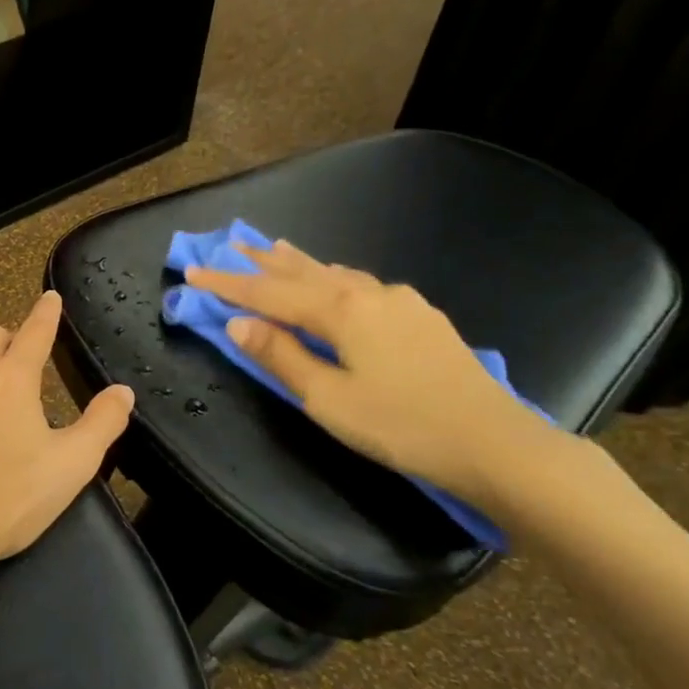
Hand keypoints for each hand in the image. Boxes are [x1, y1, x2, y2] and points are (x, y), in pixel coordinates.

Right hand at [184, 240, 558, 503]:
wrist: (495, 444)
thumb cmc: (400, 425)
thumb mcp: (327, 398)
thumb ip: (281, 356)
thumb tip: (239, 324)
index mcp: (341, 310)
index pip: (268, 293)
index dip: (227, 284)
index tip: (193, 272)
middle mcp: (369, 293)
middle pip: (303, 272)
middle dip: (263, 261)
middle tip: (232, 244)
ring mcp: (401, 302)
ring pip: (336, 275)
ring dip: (299, 265)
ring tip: (274, 251)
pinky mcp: (422, 318)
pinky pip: (361, 286)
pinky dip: (332, 279)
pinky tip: (334, 282)